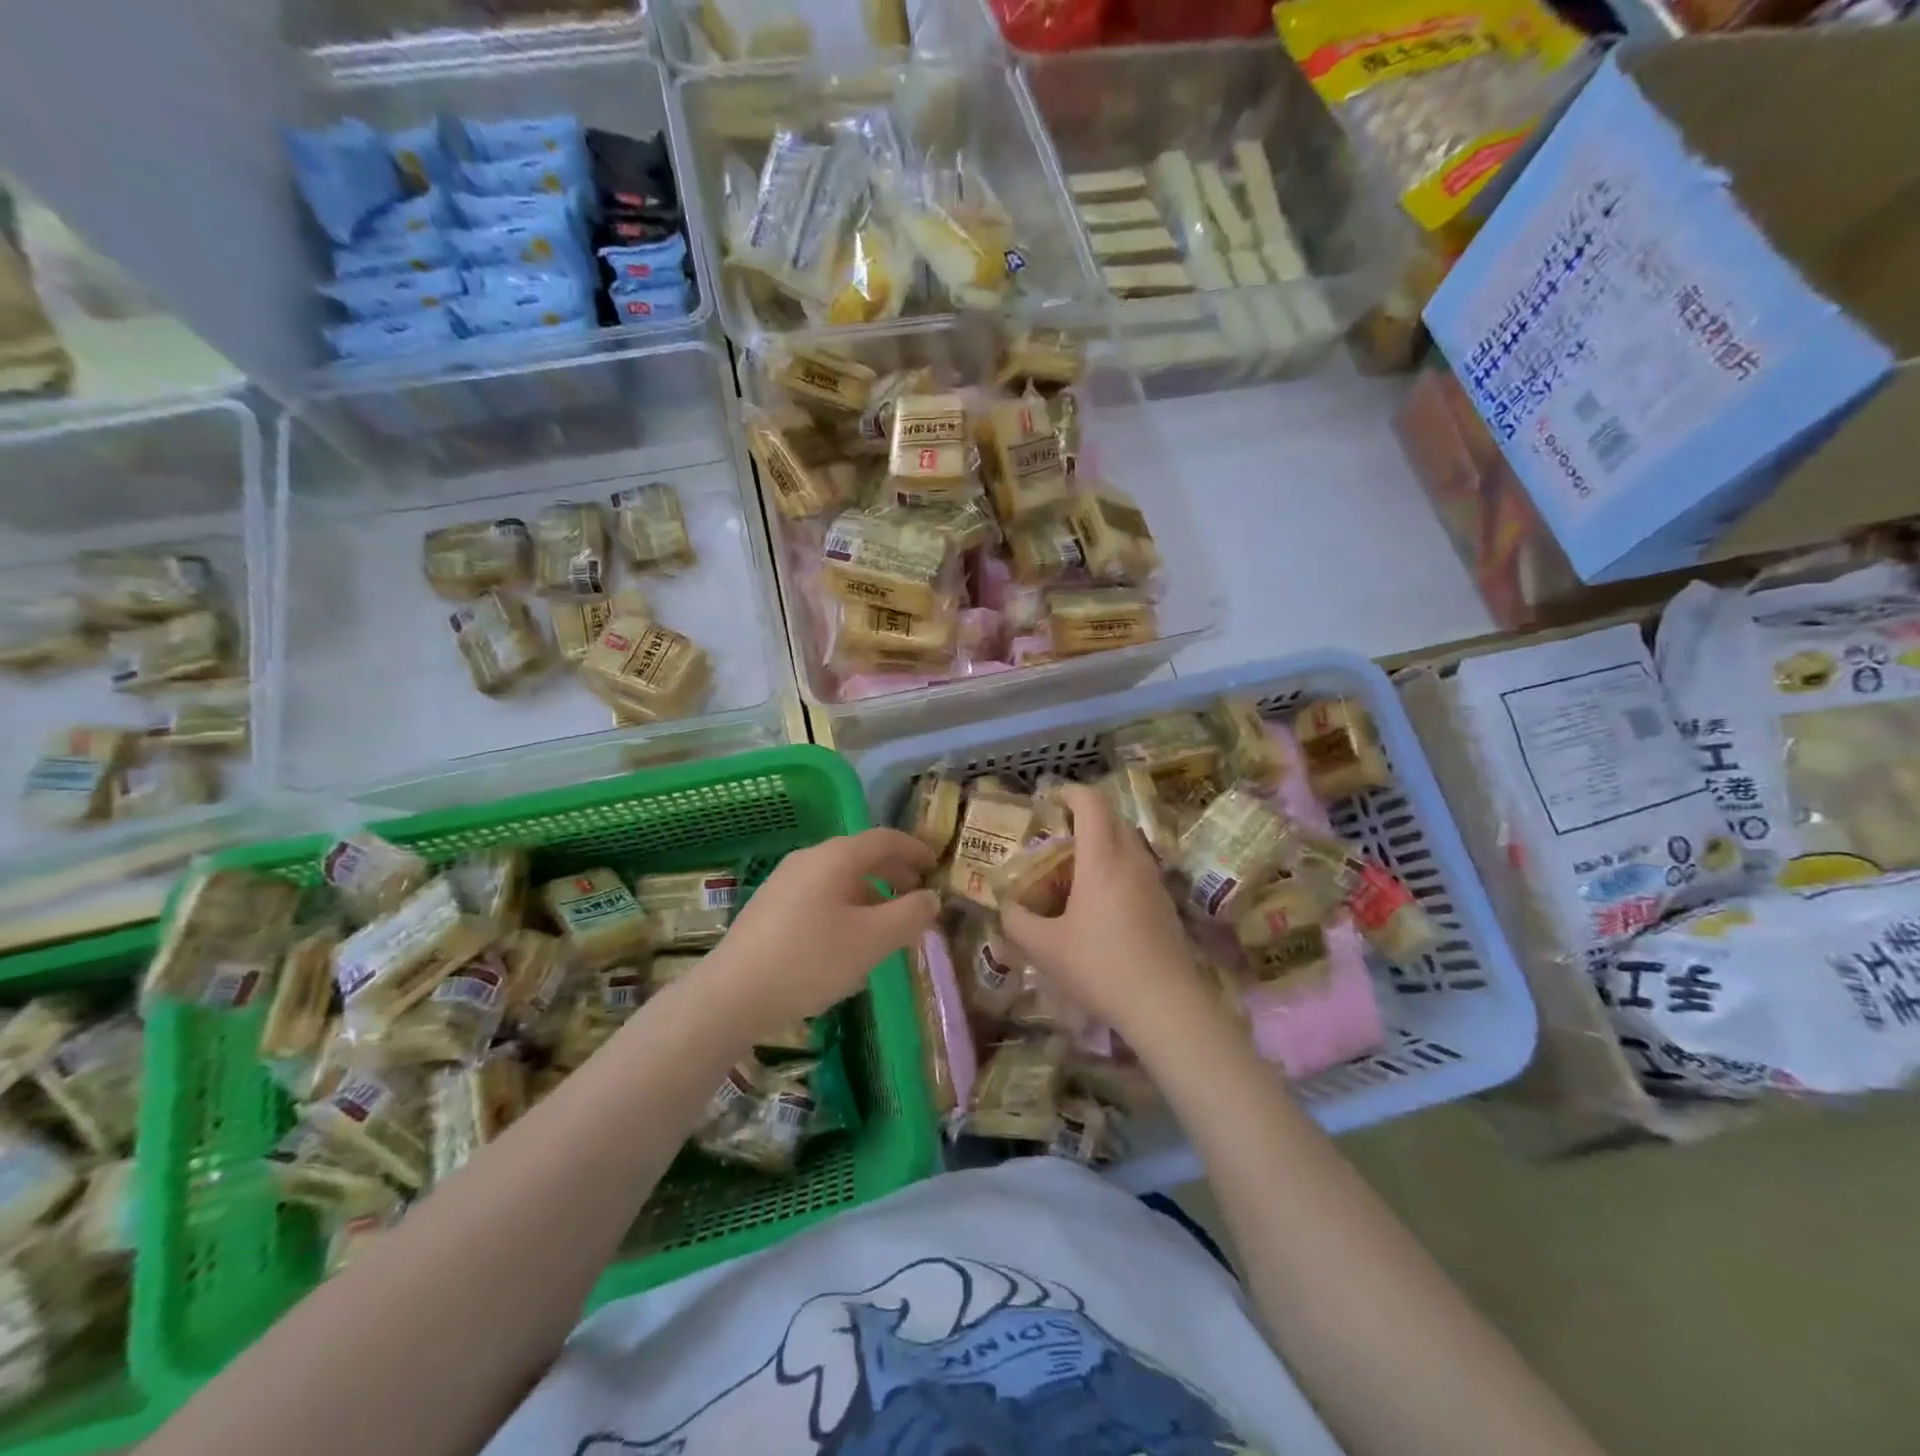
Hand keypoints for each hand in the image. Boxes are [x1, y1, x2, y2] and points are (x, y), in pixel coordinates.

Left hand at [701, 828, 939, 1039]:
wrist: (732, 994)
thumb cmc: (810, 960)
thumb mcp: (872, 940)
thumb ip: (909, 915)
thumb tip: (931, 898)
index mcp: (835, 857)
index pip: (884, 839)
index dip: (915, 850)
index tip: (936, 866)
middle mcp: (809, 859)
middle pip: (861, 855)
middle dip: (895, 873)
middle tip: (918, 897)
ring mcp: (784, 881)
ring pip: (840, 878)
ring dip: (871, 893)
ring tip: (887, 924)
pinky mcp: (770, 907)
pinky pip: (820, 894)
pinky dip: (847, 906)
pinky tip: (848, 940)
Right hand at [1001, 784, 1209, 1042]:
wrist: (1166, 1005)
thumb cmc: (1100, 967)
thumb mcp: (1045, 948)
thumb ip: (1017, 922)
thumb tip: (1005, 908)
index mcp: (1102, 859)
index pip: (1091, 802)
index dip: (1069, 792)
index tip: (1049, 801)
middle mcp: (1132, 860)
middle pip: (1112, 817)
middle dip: (1084, 817)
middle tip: (1056, 837)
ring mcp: (1154, 881)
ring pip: (1129, 842)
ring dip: (1103, 843)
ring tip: (1075, 871)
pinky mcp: (1165, 903)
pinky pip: (1138, 868)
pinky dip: (1117, 868)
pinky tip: (1100, 903)